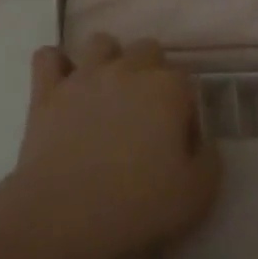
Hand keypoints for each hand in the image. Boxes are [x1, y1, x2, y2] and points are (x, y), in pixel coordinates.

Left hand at [1, 34, 221, 258]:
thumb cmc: (137, 205)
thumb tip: (204, 143)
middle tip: (145, 114)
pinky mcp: (47, 90)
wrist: (65, 214)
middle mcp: (127, 69)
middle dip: (151, 73)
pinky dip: (56, 65)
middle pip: (147, 50)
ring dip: (108, 61)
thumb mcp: (196, 195)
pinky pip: (48, 57)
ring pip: (101, 43)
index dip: (184, 108)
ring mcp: (84, 75)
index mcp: (167, 88)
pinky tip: (63, 86)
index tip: (179, 139)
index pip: (185, 80)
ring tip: (107, 93)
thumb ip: (210, 161)